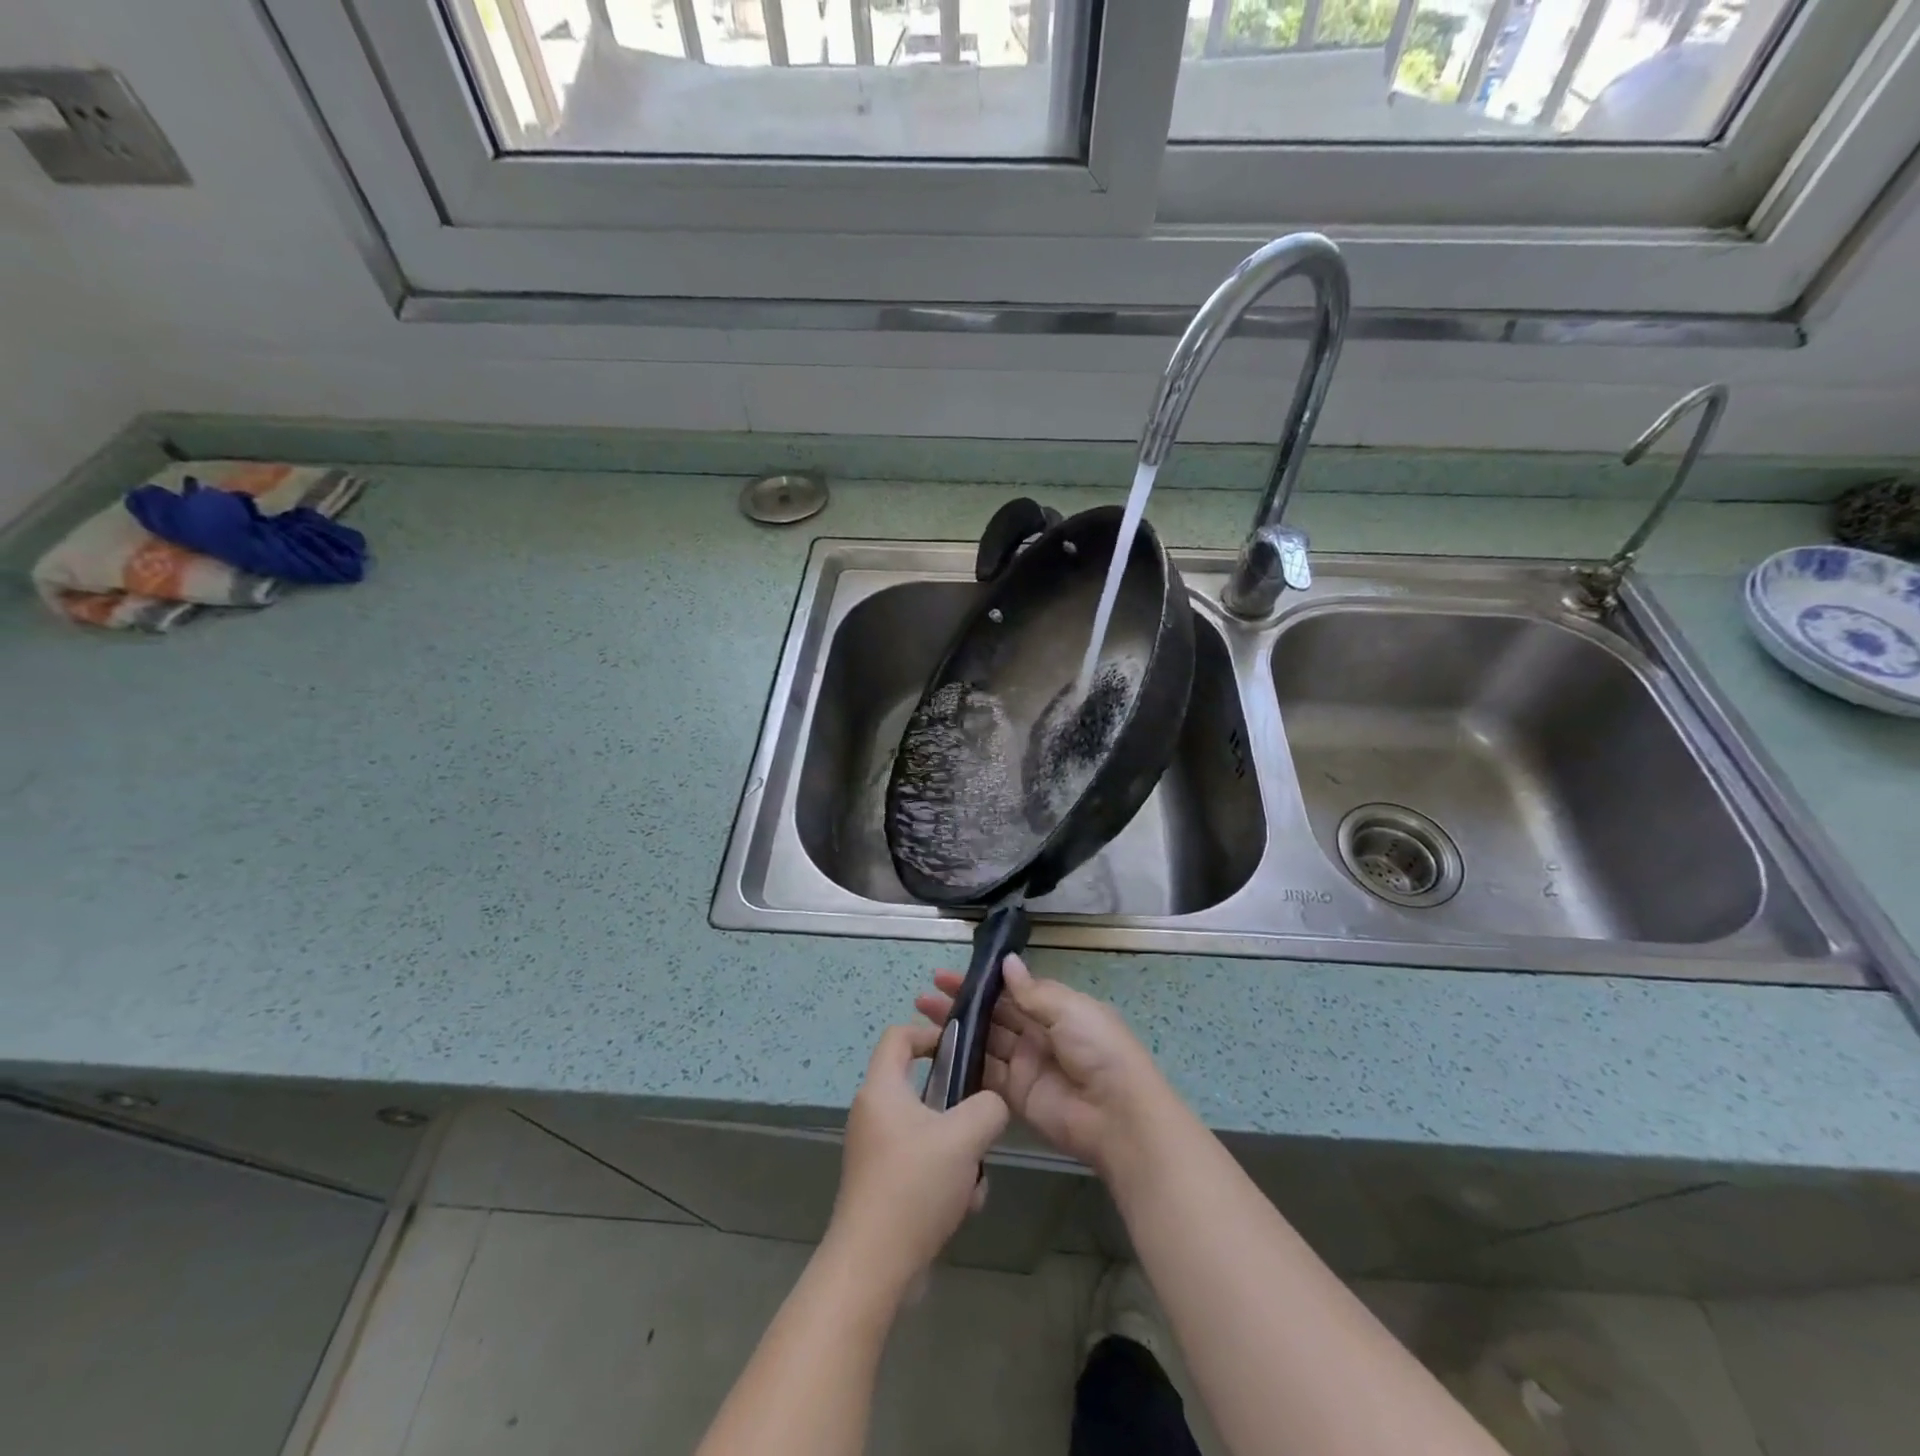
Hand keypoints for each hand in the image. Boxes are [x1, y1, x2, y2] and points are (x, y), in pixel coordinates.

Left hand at [823, 1024, 1009, 1303]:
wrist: (873, 1268)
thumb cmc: (914, 1186)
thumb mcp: (965, 1137)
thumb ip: (988, 1107)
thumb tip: (991, 1104)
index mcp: (882, 1089)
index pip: (899, 1035)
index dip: (931, 1033)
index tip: (962, 1051)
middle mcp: (873, 1114)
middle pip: (922, 1088)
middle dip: (958, 1108)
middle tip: (980, 1126)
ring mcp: (876, 1152)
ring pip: (930, 1132)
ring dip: (958, 1152)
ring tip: (972, 1180)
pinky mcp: (883, 1186)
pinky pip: (923, 1166)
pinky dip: (945, 1180)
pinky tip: (961, 1209)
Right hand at [915, 955, 1172, 1177]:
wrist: (1116, 1114)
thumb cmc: (1098, 1050)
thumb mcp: (1069, 1010)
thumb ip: (1032, 992)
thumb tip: (1007, 962)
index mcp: (1056, 1009)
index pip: (1012, 990)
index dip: (983, 983)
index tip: (950, 974)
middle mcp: (1038, 1034)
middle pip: (994, 1015)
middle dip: (963, 1004)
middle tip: (926, 995)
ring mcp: (1025, 1065)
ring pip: (985, 1041)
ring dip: (957, 1029)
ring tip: (922, 1016)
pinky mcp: (1016, 1094)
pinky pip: (986, 1074)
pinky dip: (965, 1063)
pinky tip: (938, 1051)